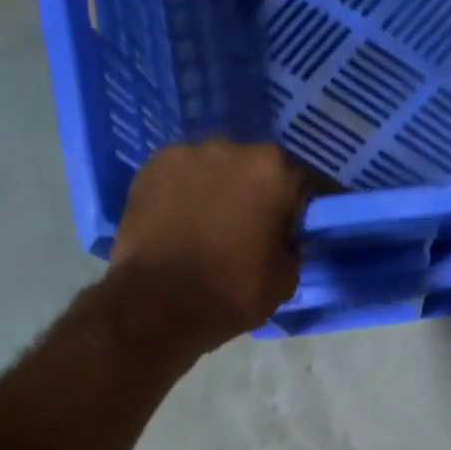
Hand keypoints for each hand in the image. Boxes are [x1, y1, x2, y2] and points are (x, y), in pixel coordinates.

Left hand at [105, 139, 309, 351]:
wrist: (160, 302)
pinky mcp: (150, 167)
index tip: (295, 231)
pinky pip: (180, 179)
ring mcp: (186, 153)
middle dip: (256, 195)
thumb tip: (284, 240)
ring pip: (214, 171)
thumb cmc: (234, 291)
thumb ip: (292, 249)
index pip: (301, 184)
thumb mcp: (285, 280)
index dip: (299, 210)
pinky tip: (180, 225)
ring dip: (218, 192)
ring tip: (210, 228)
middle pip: (255, 169)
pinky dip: (185, 196)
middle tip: (250, 230)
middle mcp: (232, 148)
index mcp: (274, 171)